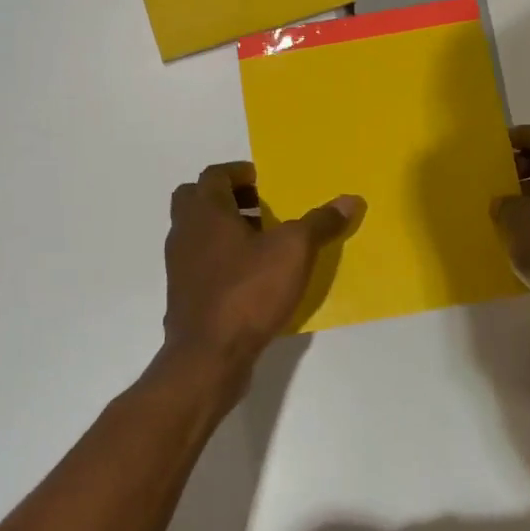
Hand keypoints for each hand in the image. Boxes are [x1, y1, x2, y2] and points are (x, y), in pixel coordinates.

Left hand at [156, 162, 363, 393]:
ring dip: (225, 229)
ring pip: (198, 232)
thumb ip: (319, 223)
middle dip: (228, 198)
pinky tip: (252, 277)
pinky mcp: (184, 295)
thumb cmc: (248, 292)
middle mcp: (185, 232)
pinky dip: (222, 259)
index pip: (214, 175)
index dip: (238, 173)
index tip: (264, 180)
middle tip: (261, 206)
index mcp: (206, 212)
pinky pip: (201, 263)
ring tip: (263, 242)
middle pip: (197, 199)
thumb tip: (349, 200)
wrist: (208, 357)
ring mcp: (180, 266)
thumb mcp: (294, 251)